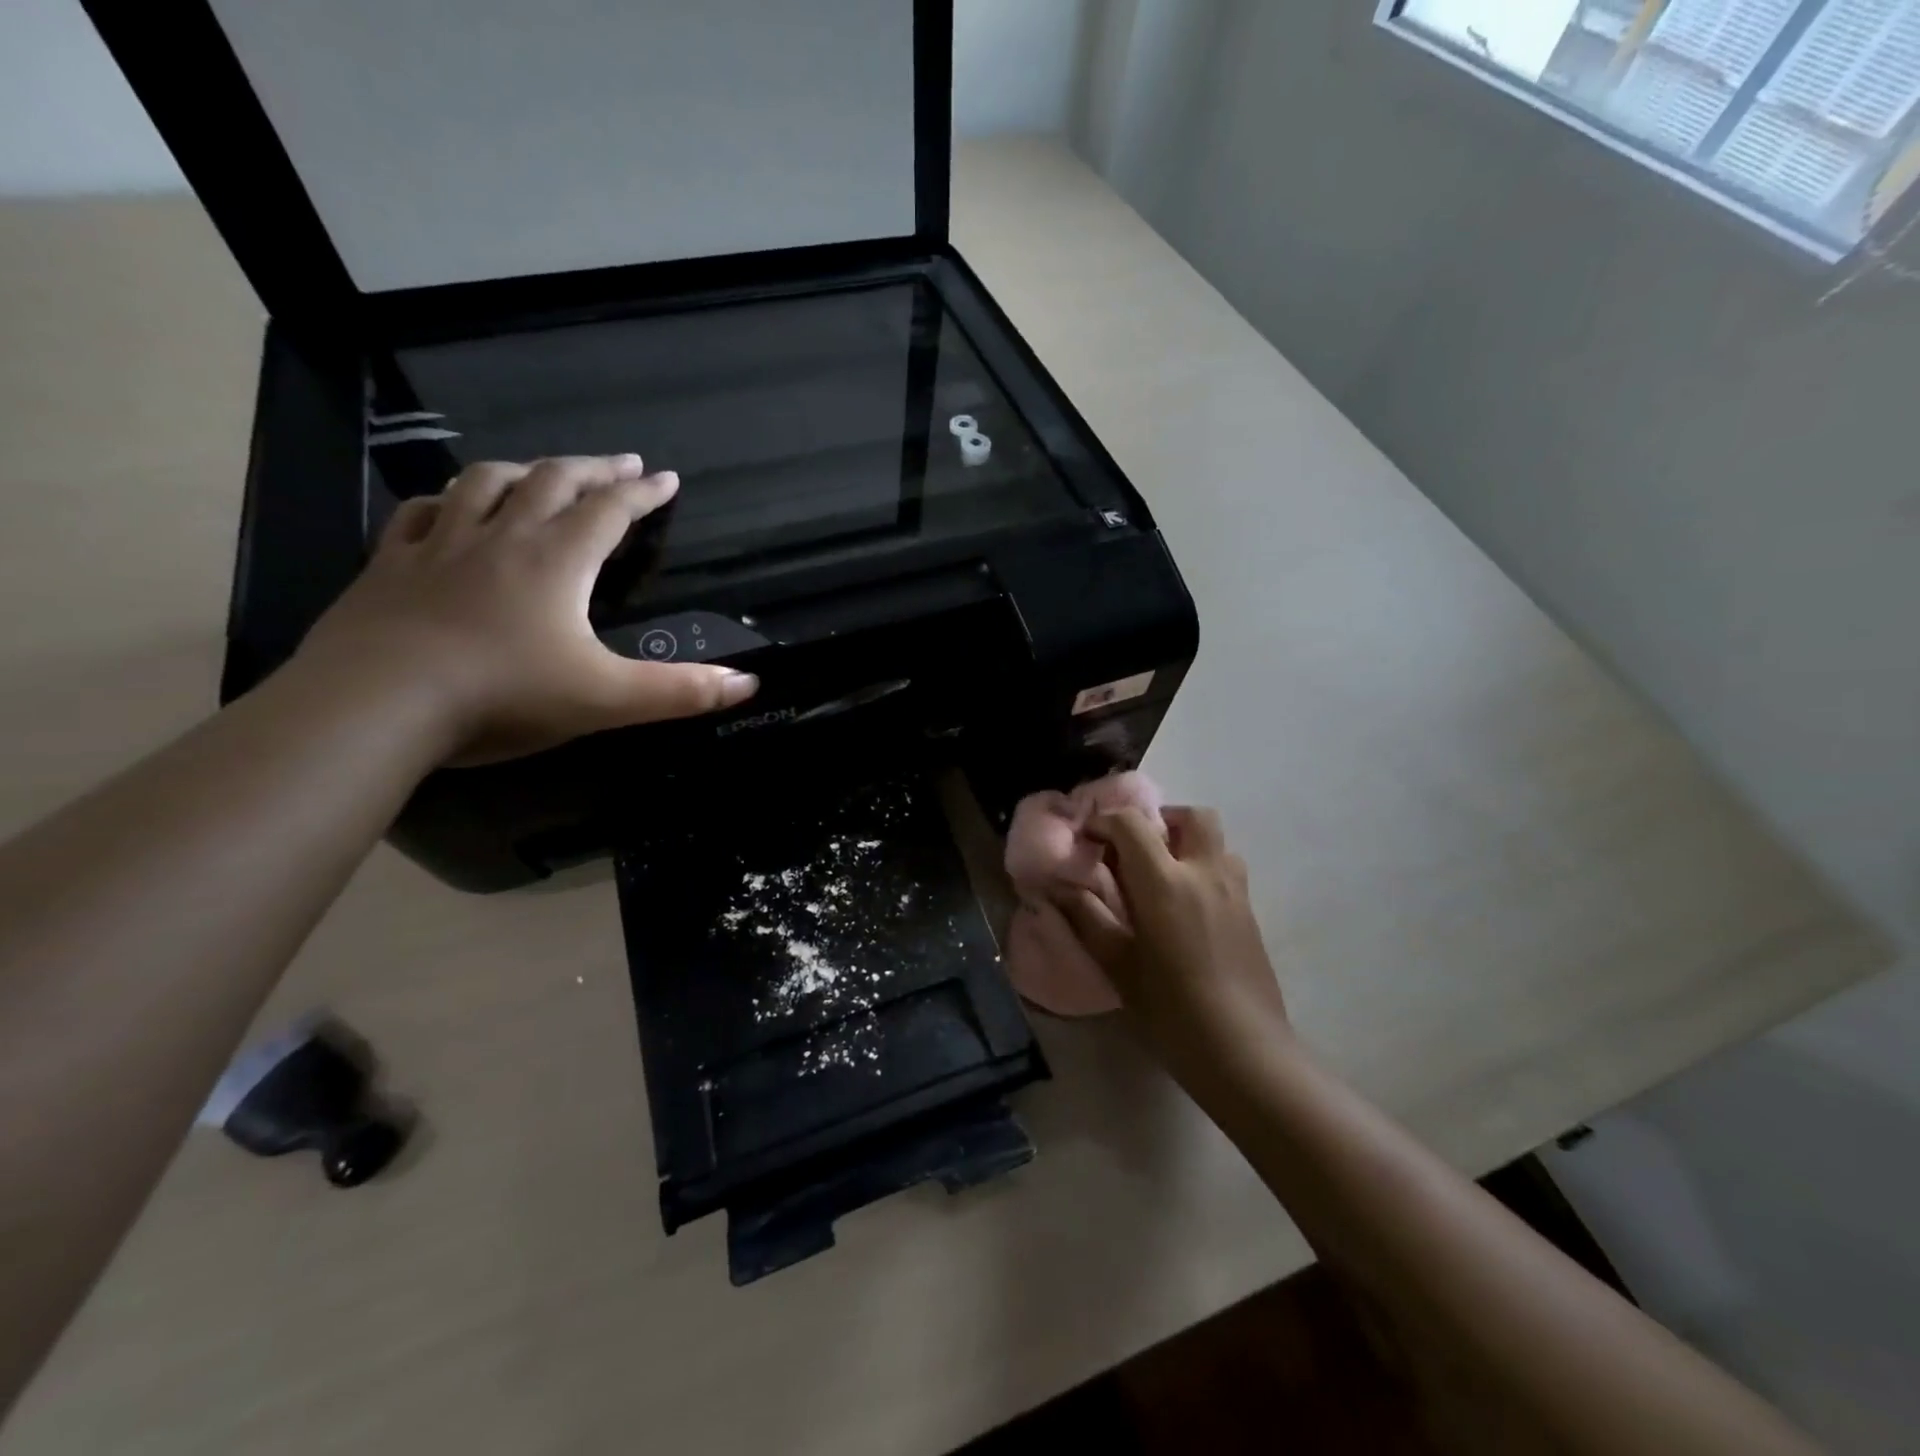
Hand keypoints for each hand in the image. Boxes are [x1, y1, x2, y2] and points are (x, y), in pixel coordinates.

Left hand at [297, 455, 758, 762]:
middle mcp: (502, 537)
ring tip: (544, 472)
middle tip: (620, 463)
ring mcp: (440, 546)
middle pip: (552, 480)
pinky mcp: (391, 565)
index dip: (643, 492)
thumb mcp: (608, 699)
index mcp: (557, 560)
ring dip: (523, 470)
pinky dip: (445, 501)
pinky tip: (449, 507)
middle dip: (592, 469)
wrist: (377, 703)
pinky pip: (420, 514)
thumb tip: (750, 682)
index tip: (667, 478)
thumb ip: (681, 691)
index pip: (610, 511)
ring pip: (484, 483)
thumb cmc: (504, 695)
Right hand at [1053, 806, 1290, 1071]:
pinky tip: (1185, 909)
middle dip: (1160, 820)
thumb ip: (1086, 918)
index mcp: (1165, 881)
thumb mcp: (1118, 965)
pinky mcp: (1251, 913)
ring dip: (1186, 843)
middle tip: (1134, 849)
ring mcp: (1235, 891)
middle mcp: (1204, 873)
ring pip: (1215, 841)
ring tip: (1161, 876)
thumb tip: (1056, 888)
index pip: (1132, 823)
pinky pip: (1226, 869)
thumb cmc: (1171, 1010)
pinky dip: (1202, 868)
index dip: (1104, 822)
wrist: (1245, 1052)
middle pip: (1191, 816)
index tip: (1087, 840)